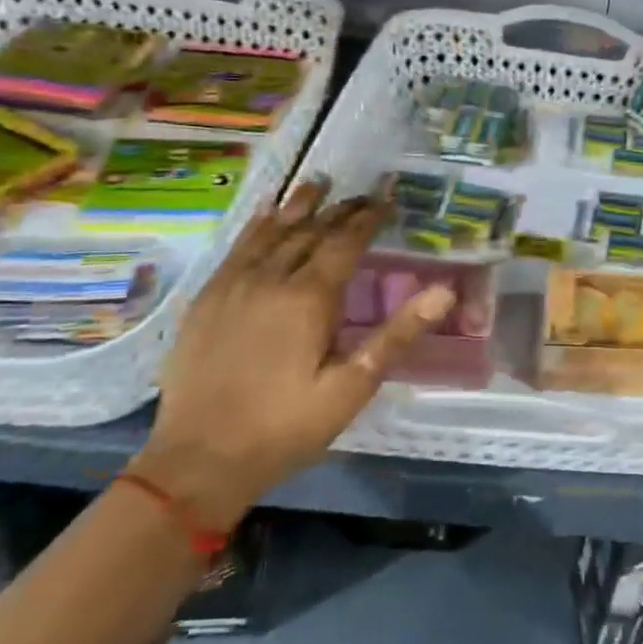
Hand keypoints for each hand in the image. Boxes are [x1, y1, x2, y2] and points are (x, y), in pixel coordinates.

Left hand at [130, 180, 454, 528]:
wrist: (198, 460)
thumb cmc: (286, 426)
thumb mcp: (353, 386)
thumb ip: (397, 334)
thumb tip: (444, 291)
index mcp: (309, 297)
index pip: (344, 242)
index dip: (368, 217)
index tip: (386, 197)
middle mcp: (269, 279)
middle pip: (309, 231)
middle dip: (339, 209)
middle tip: (361, 193)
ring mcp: (232, 287)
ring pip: (270, 233)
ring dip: (297, 207)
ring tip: (316, 183)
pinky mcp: (205, 302)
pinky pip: (236, 250)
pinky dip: (256, 227)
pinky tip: (264, 217)